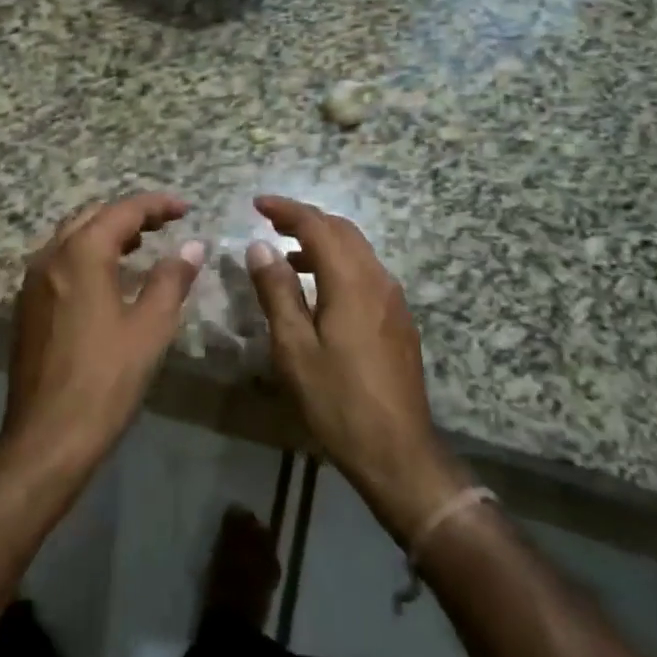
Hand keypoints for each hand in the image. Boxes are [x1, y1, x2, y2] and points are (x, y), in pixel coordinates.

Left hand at [1, 193, 204, 479]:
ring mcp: (33, 281)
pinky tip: (107, 278)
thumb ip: (171, 279)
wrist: (47, 436)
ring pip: (71, 237)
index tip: (185, 209)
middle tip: (164, 224)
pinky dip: (86, 254)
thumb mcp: (150, 327)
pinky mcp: (27, 306)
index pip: (123, 211)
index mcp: (81, 254)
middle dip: (129, 214)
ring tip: (140, 245)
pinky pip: (59, 261)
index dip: (156, 205)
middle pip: (92, 216)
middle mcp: (51, 256)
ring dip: (106, 233)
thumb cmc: (106, 379)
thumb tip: (192, 246)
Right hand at [245, 195, 467, 544]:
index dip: (287, 210)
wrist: (399, 452)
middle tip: (271, 221)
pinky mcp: (399, 319)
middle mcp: (378, 279)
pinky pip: (366, 272)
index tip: (258, 204)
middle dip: (306, 219)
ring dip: (323, 241)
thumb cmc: (338, 401)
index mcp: (351, 281)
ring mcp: (393, 300)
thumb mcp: (295, 349)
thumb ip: (277, 292)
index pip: (317, 226)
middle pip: (342, 231)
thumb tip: (260, 247)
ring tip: (287, 254)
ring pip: (357, 250)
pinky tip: (319, 289)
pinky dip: (338, 263)